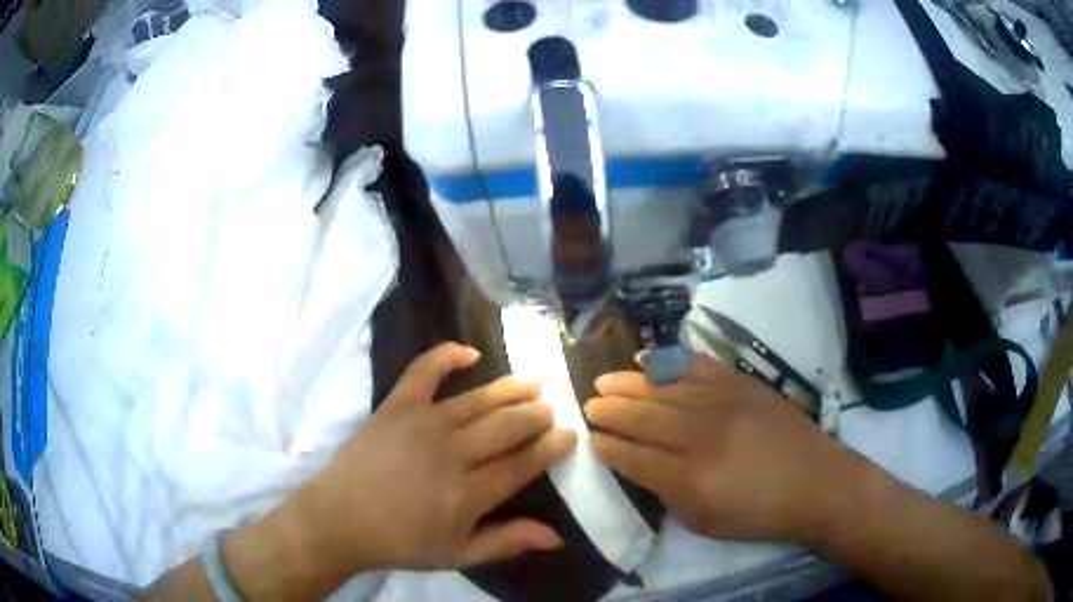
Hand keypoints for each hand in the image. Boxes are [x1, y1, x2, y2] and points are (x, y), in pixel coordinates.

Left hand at [264, 343, 576, 575]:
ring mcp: (423, 423)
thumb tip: (559, 536)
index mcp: (469, 493)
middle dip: (536, 415)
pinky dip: (446, 355)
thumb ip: (508, 541)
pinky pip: (424, 370)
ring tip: (532, 382)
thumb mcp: (459, 554)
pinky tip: (468, 352)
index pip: (524, 463)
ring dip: (510, 389)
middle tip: (551, 408)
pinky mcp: (396, 406)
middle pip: (507, 426)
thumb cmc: (401, 542)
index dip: (551, 447)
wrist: (341, 518)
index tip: (569, 434)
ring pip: (478, 399)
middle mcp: (452, 452)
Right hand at [585, 352, 858, 544]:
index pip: (634, 457)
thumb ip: (666, 492)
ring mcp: (723, 403)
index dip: (608, 446)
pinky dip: (668, 361)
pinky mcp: (741, 383)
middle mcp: (701, 436)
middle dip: (610, 410)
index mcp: (690, 480)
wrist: (816, 482)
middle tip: (589, 404)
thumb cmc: (759, 513)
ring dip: (629, 384)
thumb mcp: (705, 521)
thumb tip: (639, 464)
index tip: (590, 437)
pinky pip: (696, 366)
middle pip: (643, 418)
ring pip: (663, 388)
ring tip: (604, 381)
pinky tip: (645, 358)